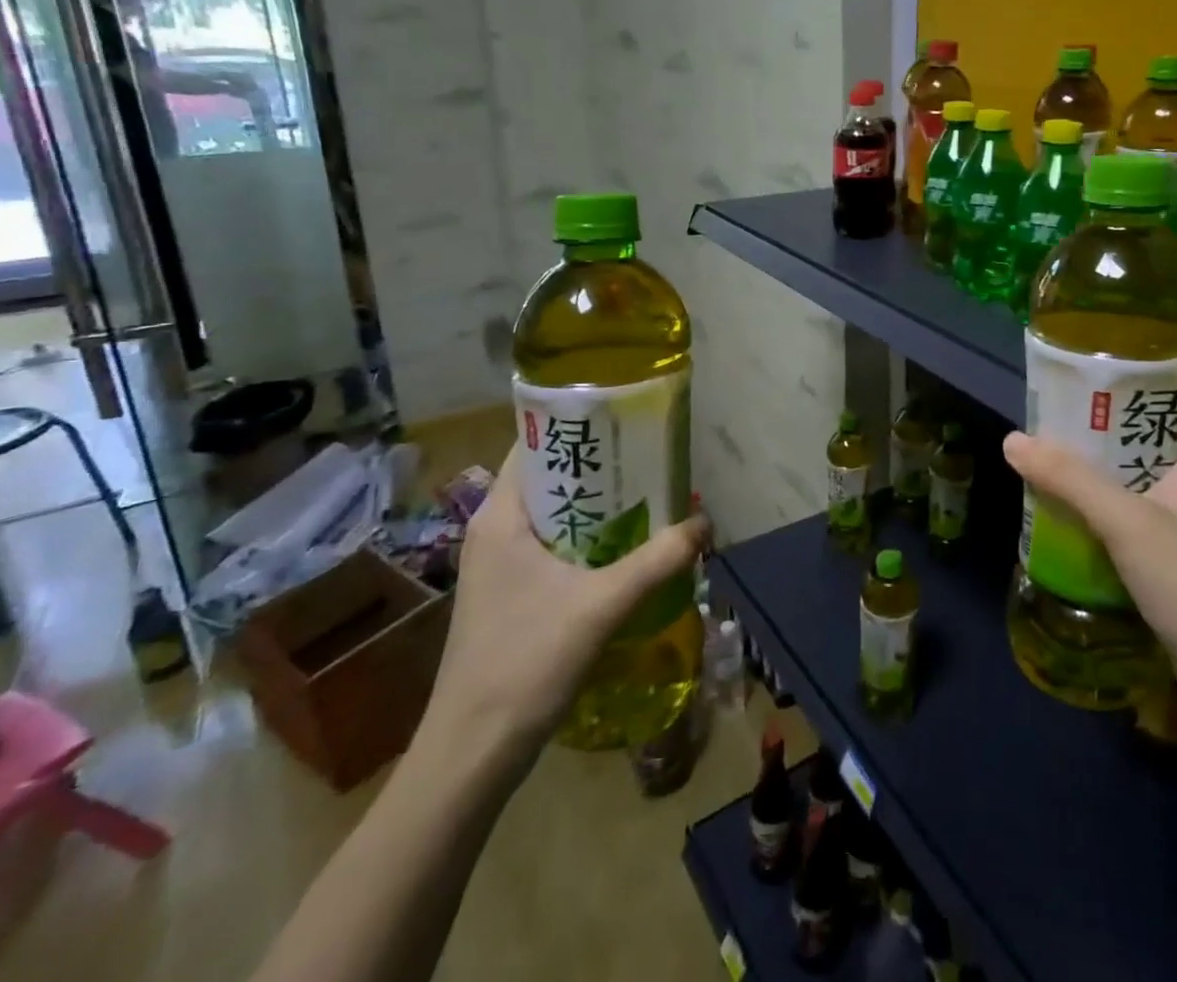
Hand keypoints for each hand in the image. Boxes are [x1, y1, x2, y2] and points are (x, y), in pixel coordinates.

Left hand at [422, 447, 709, 761]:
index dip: (580, 425)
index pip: (536, 444)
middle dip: (603, 467)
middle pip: (553, 477)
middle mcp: (496, 531)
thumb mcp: (602, 605)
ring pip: (558, 514)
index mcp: (501, 516)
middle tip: (653, 459)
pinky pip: (557, 546)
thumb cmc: (524, 664)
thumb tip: (706, 523)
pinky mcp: (512, 595)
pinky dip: (592, 539)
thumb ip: (657, 560)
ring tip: (652, 497)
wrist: (471, 756)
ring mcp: (501, 566)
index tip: (628, 420)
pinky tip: (630, 549)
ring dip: (601, 506)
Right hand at [1002, 382, 1176, 712]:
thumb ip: (1069, 479)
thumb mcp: (1128, 524)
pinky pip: (1142, 503)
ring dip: (1105, 456)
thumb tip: (1012, 440)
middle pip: (1157, 424)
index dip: (1146, 364)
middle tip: (1058, 399)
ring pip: (1146, 467)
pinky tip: (1072, 498)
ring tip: (1055, 441)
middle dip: (1109, 411)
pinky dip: (1110, 494)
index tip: (1096, 354)